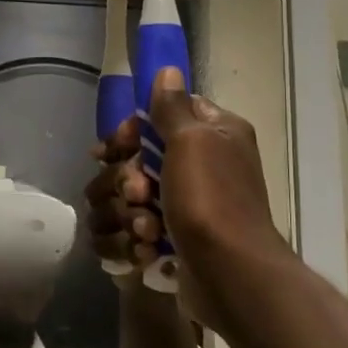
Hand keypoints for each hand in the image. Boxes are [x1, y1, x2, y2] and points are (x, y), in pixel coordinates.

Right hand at [87, 71, 288, 327]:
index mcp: (215, 134)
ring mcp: (185, 205)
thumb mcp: (192, 142)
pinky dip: (135, 242)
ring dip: (130, 214)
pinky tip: (147, 252)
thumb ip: (172, 107)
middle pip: (137, 158)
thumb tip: (167, 69)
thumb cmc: (211, 202)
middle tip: (139, 194)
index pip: (160, 114)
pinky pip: (134, 231)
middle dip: (128, 180)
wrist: (230, 277)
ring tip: (147, 230)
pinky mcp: (172, 239)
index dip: (133, 130)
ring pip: (129, 198)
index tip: (116, 147)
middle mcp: (203, 164)